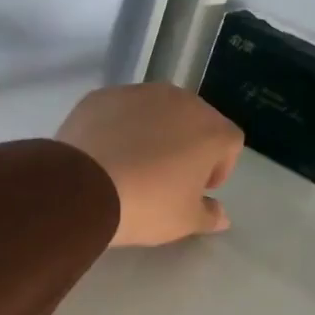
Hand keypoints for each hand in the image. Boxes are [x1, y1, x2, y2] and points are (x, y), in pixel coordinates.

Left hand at [56, 84, 244, 247]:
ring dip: (156, 133)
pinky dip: (122, 127)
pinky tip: (108, 154)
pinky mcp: (104, 95)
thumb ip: (209, 215)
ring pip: (159, 112)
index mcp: (210, 129)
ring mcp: (140, 93)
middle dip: (189, 146)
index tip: (200, 189)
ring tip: (136, 165)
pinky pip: (123, 111)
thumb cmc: (148, 204)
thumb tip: (221, 215)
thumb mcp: (185, 221)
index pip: (230, 143)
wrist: (83, 187)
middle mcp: (181, 101)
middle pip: (196, 121)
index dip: (220, 168)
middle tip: (170, 178)